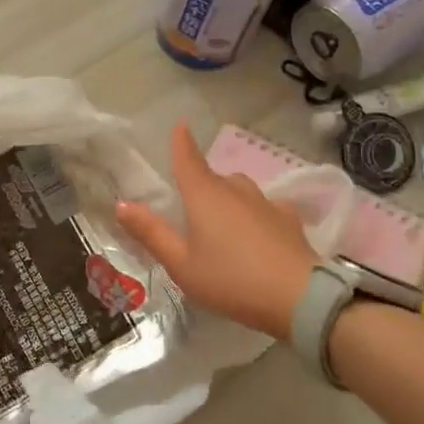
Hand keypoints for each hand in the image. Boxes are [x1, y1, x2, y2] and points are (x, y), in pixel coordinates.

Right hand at [114, 123, 319, 340]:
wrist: (301, 298)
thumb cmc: (231, 280)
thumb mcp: (182, 264)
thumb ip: (152, 233)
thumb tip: (122, 204)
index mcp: (205, 196)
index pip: (188, 160)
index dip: (181, 143)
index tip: (180, 125)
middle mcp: (236, 191)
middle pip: (214, 177)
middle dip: (201, 185)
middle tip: (190, 212)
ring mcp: (266, 203)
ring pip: (240, 190)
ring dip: (228, 198)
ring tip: (222, 224)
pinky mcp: (290, 220)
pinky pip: (264, 207)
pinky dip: (254, 214)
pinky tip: (256, 235)